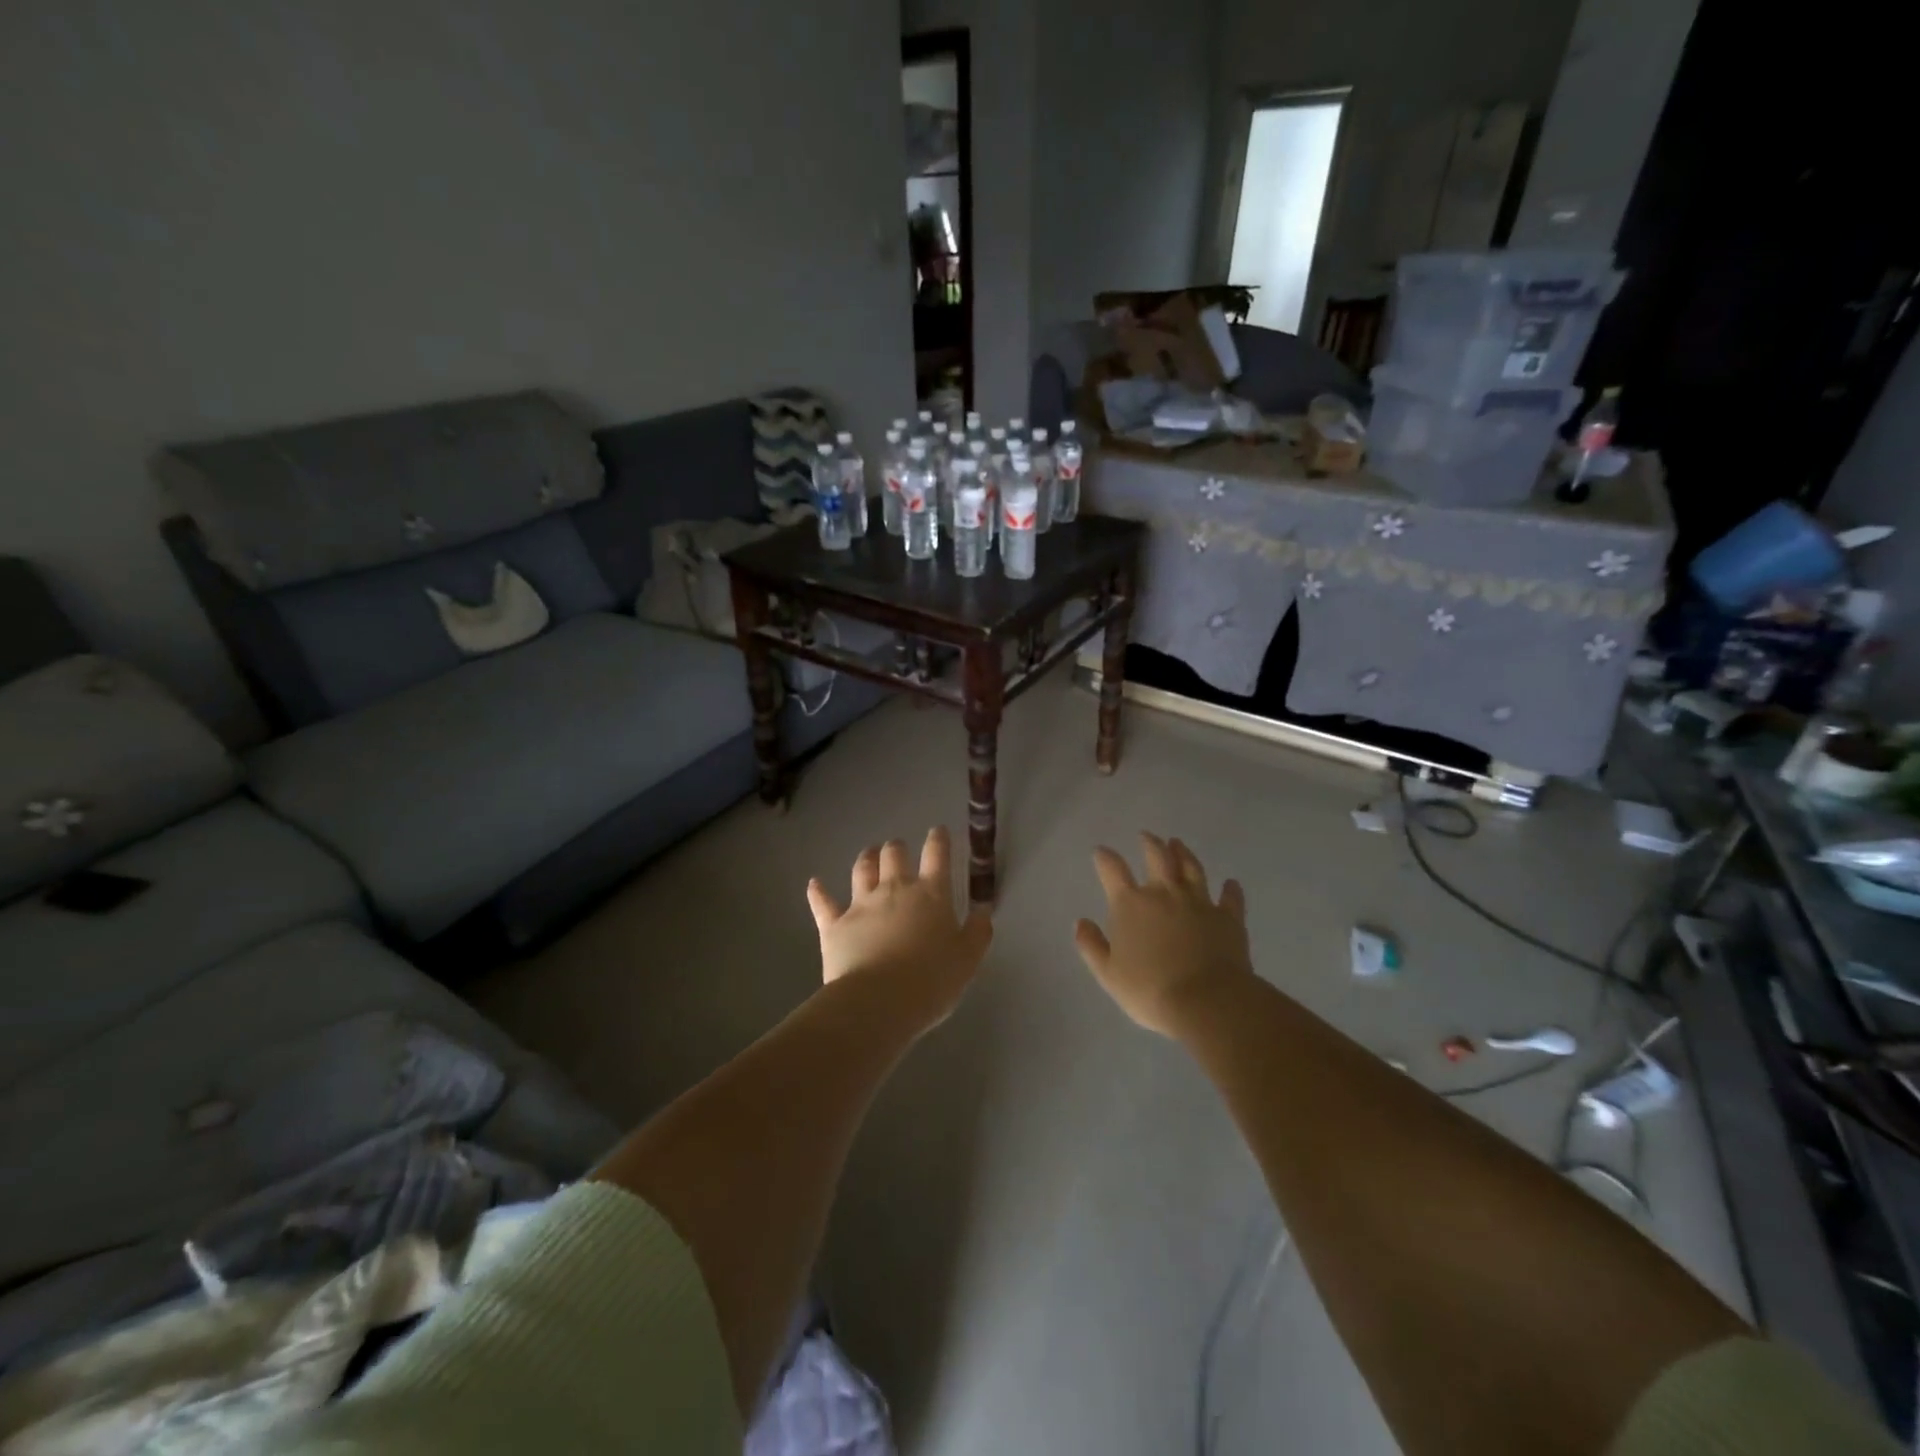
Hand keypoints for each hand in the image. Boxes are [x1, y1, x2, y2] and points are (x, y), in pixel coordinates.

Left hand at [807, 827, 992, 1029]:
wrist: (879, 1002)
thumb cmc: (931, 981)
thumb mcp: (967, 960)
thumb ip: (977, 932)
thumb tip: (983, 910)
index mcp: (930, 894)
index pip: (937, 855)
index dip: (938, 839)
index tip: (938, 831)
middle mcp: (894, 890)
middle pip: (894, 854)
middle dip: (897, 848)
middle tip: (899, 849)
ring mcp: (861, 904)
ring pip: (862, 869)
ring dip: (867, 858)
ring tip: (869, 854)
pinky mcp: (834, 925)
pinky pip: (823, 903)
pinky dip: (818, 891)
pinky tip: (815, 883)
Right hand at [1074, 833, 1252, 1036]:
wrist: (1206, 1001)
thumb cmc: (1150, 990)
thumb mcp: (1108, 974)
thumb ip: (1091, 945)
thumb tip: (1081, 922)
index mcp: (1131, 904)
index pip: (1113, 870)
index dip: (1105, 858)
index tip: (1101, 851)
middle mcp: (1164, 893)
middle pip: (1157, 857)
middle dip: (1150, 844)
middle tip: (1146, 836)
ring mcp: (1199, 902)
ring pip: (1191, 868)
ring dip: (1183, 853)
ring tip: (1178, 844)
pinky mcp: (1228, 918)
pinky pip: (1230, 898)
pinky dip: (1230, 889)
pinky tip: (1230, 883)